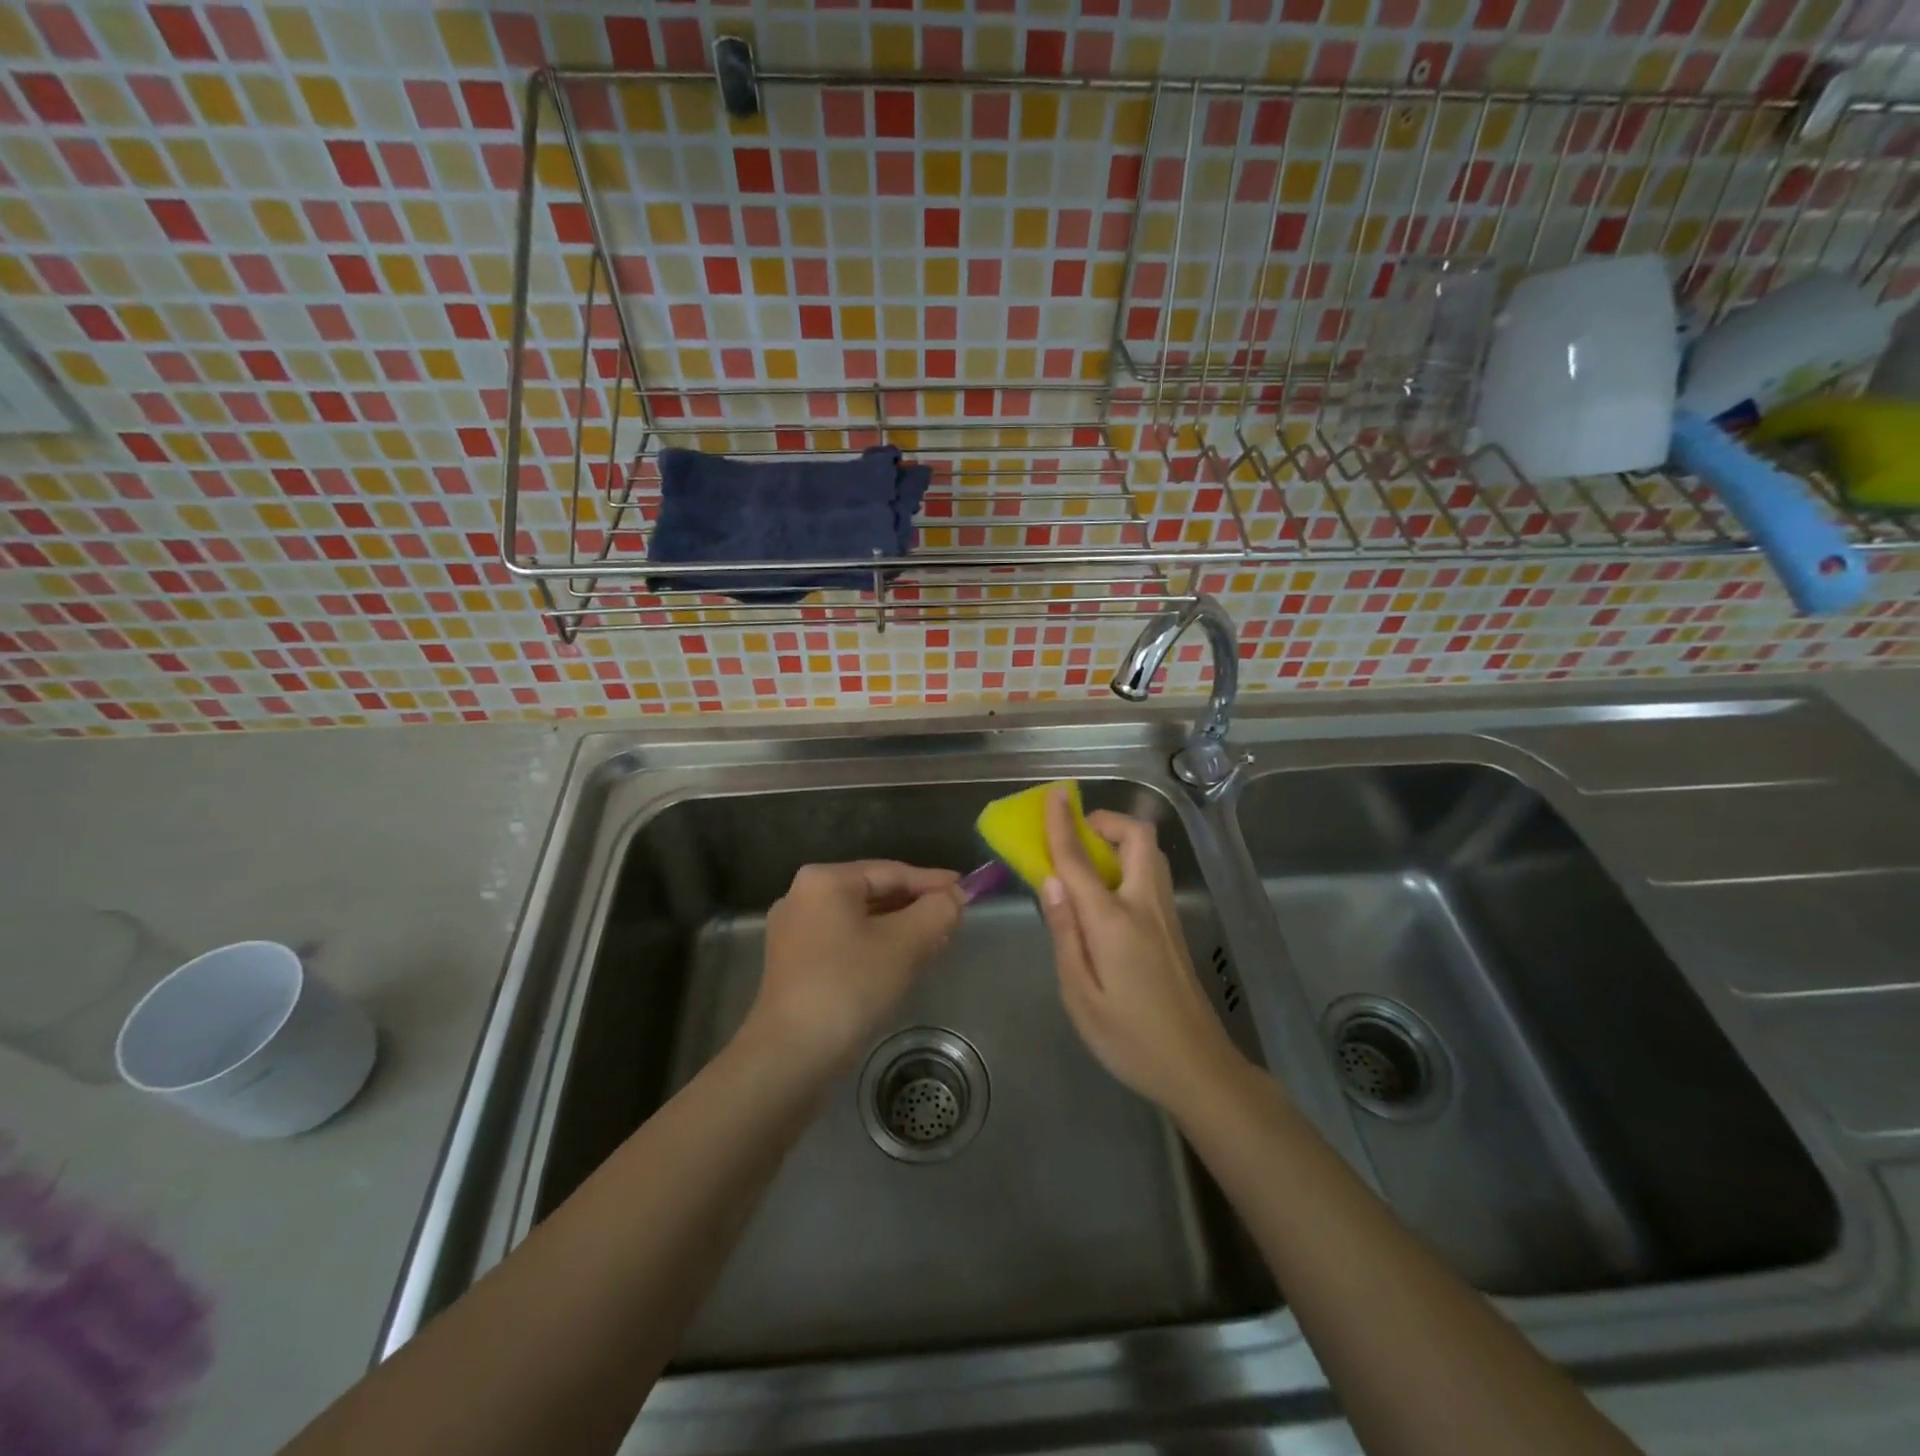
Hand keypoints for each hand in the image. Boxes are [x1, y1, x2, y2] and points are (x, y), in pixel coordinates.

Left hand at [747, 861, 963, 1073]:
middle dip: (916, 907)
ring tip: (936, 940)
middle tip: (953, 918)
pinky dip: (876, 946)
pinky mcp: (794, 964)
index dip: (933, 882)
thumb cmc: (850, 986)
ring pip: (860, 920)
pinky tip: (903, 961)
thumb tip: (955, 897)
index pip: (891, 872)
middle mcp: (803, 897)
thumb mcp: (905, 944)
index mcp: (825, 881)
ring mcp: (794, 932)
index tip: (966, 891)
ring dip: (900, 928)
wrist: (791, 1056)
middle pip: (874, 893)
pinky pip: (845, 942)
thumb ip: (937, 911)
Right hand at [1037, 788, 1246, 1110]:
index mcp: (1114, 921)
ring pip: (1149, 853)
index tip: (1053, 794)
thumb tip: (1050, 881)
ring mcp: (1165, 915)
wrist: (1197, 1069)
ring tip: (1087, 863)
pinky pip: (1150, 875)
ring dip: (1119, 840)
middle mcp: (1145, 905)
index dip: (1063, 824)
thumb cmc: (1129, 1039)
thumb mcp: (1080, 995)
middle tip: (1076, 836)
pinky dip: (1127, 862)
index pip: (1081, 860)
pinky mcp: (1174, 928)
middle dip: (1106, 821)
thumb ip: (1064, 933)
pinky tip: (1106, 895)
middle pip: (1137, 837)